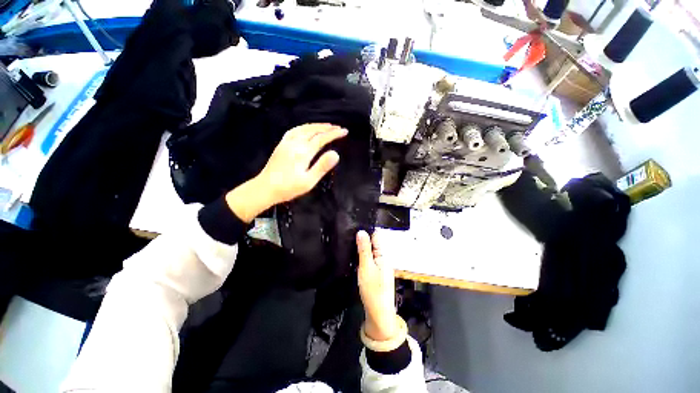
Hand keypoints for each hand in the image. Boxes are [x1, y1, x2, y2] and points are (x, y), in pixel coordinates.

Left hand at [226, 123, 346, 222]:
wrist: (265, 188)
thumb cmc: (288, 188)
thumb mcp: (308, 181)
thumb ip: (322, 166)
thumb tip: (336, 154)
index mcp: (303, 152)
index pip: (322, 139)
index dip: (334, 134)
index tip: (344, 131)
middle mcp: (295, 143)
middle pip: (313, 131)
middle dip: (327, 128)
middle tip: (338, 128)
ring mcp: (286, 143)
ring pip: (304, 128)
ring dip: (316, 126)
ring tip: (326, 126)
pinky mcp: (281, 145)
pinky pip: (294, 131)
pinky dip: (303, 127)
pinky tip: (306, 128)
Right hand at [356, 230, 397, 341]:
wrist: (378, 313)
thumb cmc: (373, 289)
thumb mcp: (366, 267)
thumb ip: (364, 249)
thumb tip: (361, 231)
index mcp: (383, 255)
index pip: (376, 236)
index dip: (366, 231)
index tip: (353, 226)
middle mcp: (383, 258)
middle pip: (373, 243)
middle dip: (362, 239)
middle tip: (347, 235)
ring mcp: (380, 266)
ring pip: (370, 252)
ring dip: (361, 248)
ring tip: (348, 243)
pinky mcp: (375, 273)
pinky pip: (369, 260)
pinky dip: (362, 257)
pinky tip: (353, 256)